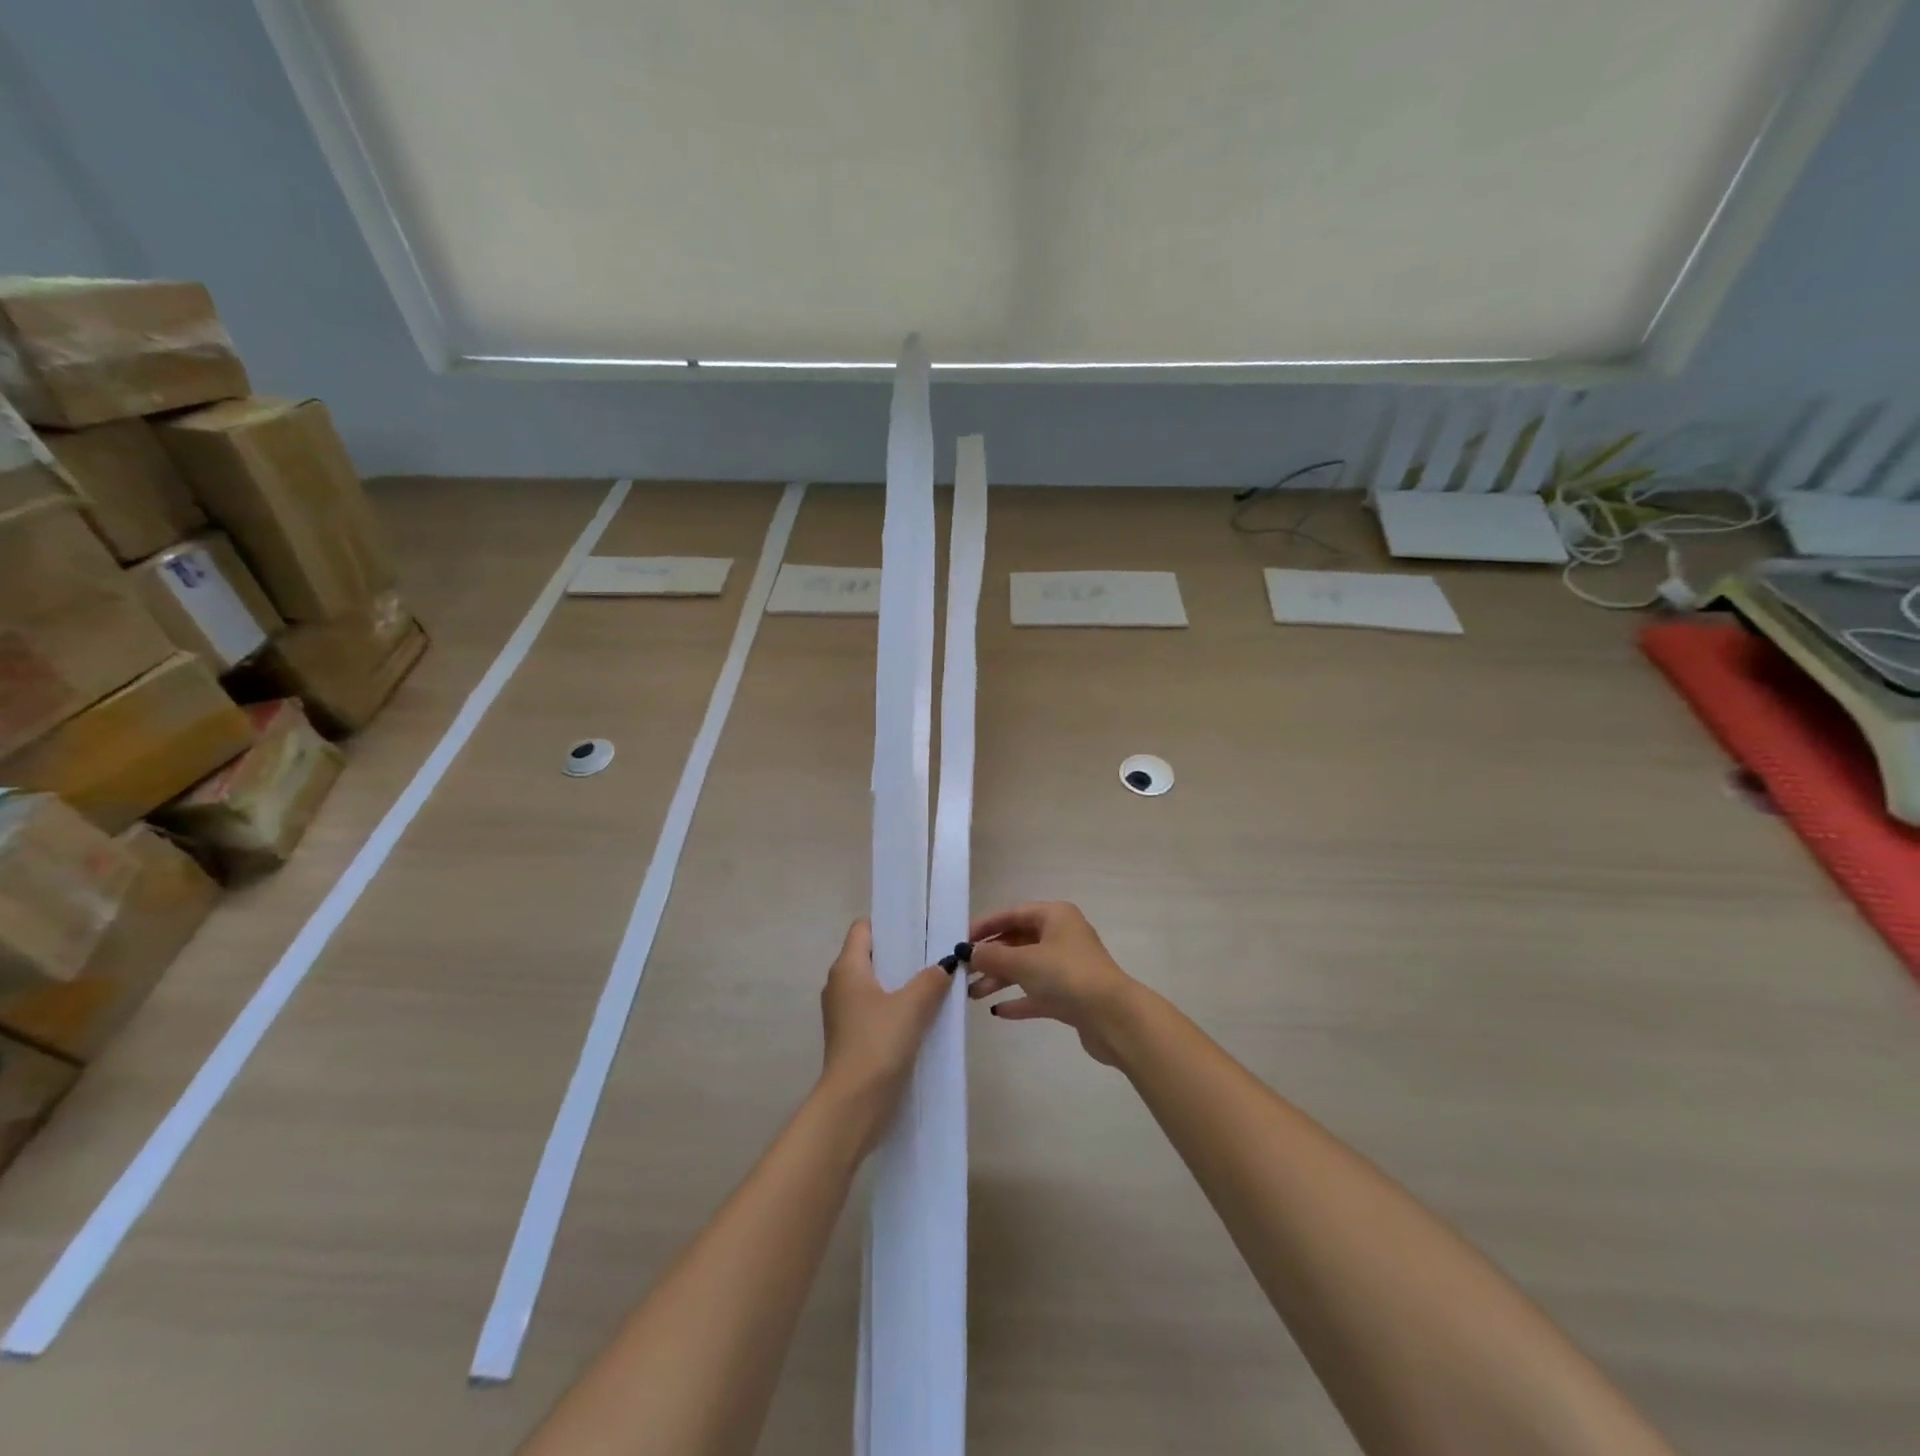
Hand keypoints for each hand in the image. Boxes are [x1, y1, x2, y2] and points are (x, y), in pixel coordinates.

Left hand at [818, 919, 952, 1137]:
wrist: (854, 1104)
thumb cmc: (878, 1042)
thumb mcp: (913, 1005)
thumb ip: (932, 979)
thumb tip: (947, 963)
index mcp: (847, 968)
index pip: (863, 929)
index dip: (890, 924)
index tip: (920, 927)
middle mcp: (840, 985)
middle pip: (873, 957)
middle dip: (904, 954)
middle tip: (937, 954)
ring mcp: (845, 1014)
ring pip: (878, 986)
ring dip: (904, 984)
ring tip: (938, 984)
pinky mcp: (854, 1038)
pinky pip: (878, 1011)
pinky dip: (899, 1009)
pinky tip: (926, 1017)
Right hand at [966, 902, 1139, 1065]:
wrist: (1113, 1017)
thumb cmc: (1067, 976)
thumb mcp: (1024, 961)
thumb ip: (993, 956)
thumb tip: (970, 952)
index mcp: (1055, 916)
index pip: (1013, 914)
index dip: (986, 926)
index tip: (961, 940)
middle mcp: (1062, 936)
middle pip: (1018, 941)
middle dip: (990, 957)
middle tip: (963, 972)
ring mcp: (1067, 967)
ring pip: (1026, 968)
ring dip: (999, 980)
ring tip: (971, 994)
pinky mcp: (1070, 996)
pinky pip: (1037, 993)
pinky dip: (1018, 999)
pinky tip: (997, 1011)